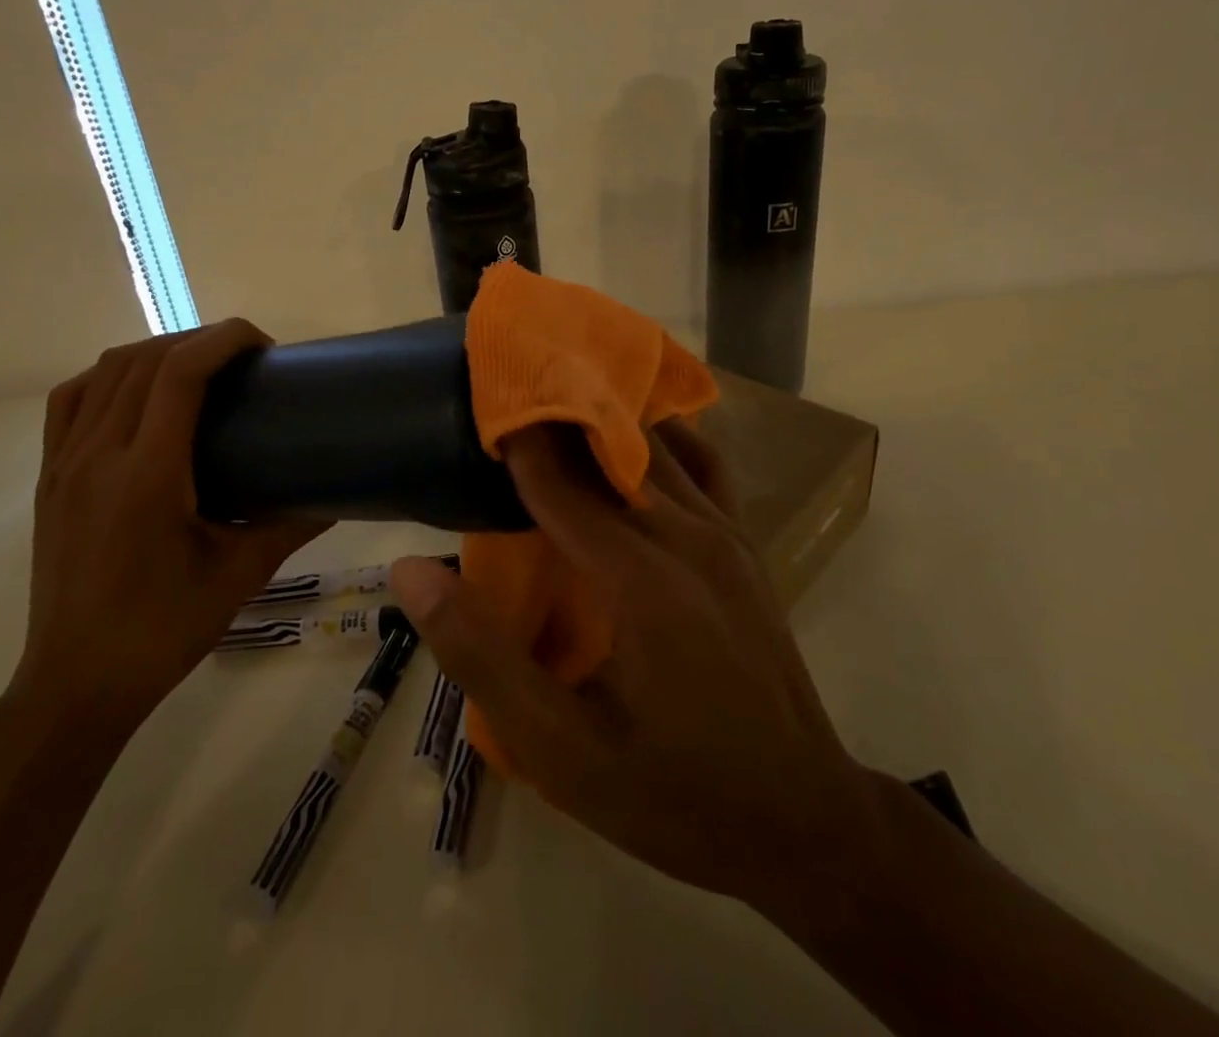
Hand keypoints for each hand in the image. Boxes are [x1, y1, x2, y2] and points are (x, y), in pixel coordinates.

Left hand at [13, 320, 328, 731]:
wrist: (77, 684)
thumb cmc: (163, 630)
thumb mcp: (241, 574)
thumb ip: (292, 523)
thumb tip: (339, 493)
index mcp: (146, 475)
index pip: (179, 374)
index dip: (223, 340)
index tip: (263, 345)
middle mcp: (98, 455)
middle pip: (145, 360)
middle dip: (199, 341)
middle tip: (244, 361)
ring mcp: (65, 464)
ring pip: (106, 372)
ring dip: (157, 353)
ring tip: (199, 369)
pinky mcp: (49, 478)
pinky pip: (71, 400)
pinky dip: (110, 377)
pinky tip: (139, 393)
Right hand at [390, 418, 880, 907]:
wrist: (803, 821)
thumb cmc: (674, 793)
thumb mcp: (561, 748)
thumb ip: (482, 656)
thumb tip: (414, 571)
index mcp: (639, 579)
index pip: (558, 482)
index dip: (515, 438)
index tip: (479, 400)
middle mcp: (686, 535)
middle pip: (609, 450)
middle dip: (555, 418)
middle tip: (507, 398)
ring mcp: (726, 533)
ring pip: (658, 448)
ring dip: (606, 422)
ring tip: (556, 409)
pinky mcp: (746, 544)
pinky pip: (704, 466)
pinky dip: (665, 440)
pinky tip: (637, 440)